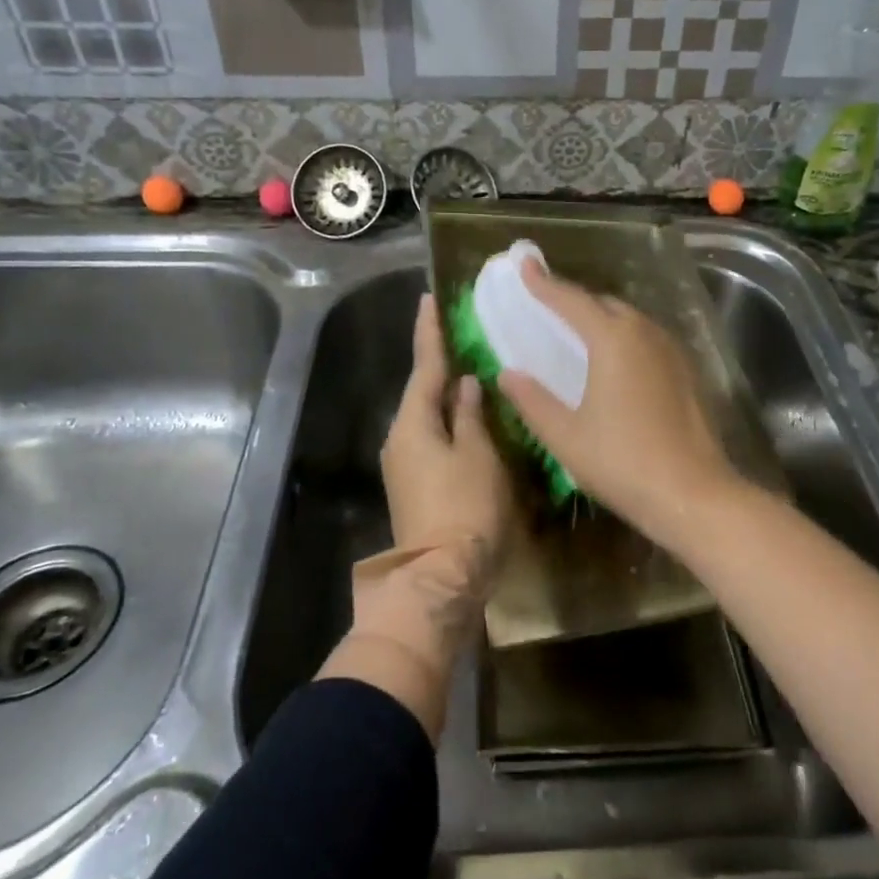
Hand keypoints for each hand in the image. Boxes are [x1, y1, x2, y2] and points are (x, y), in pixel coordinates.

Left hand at [375, 294, 520, 634]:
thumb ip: (471, 415)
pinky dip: (449, 420)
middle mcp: (400, 439)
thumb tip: (464, 385)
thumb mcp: (478, 455)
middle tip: (458, 332)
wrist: (441, 578)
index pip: (424, 366)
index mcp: (413, 424)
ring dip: (446, 393)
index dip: (429, 332)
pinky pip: (432, 437)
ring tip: (471, 369)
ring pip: (428, 416)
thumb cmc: (466, 509)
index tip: (429, 300)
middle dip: (439, 362)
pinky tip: (470, 415)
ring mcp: (404, 465)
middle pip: (422, 390)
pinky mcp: (415, 485)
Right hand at [497, 259, 740, 548]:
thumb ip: (532, 400)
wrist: (694, 495)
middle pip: (603, 303)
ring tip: (576, 330)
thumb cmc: (622, 463)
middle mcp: (645, 333)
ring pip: (630, 319)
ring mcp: (671, 350)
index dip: (544, 283)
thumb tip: (508, 374)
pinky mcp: (687, 371)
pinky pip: (647, 338)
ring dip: (601, 317)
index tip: (524, 264)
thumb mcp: (565, 436)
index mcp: (613, 340)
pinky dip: (623, 336)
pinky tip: (614, 360)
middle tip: (546, 304)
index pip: (571, 300)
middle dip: (574, 299)